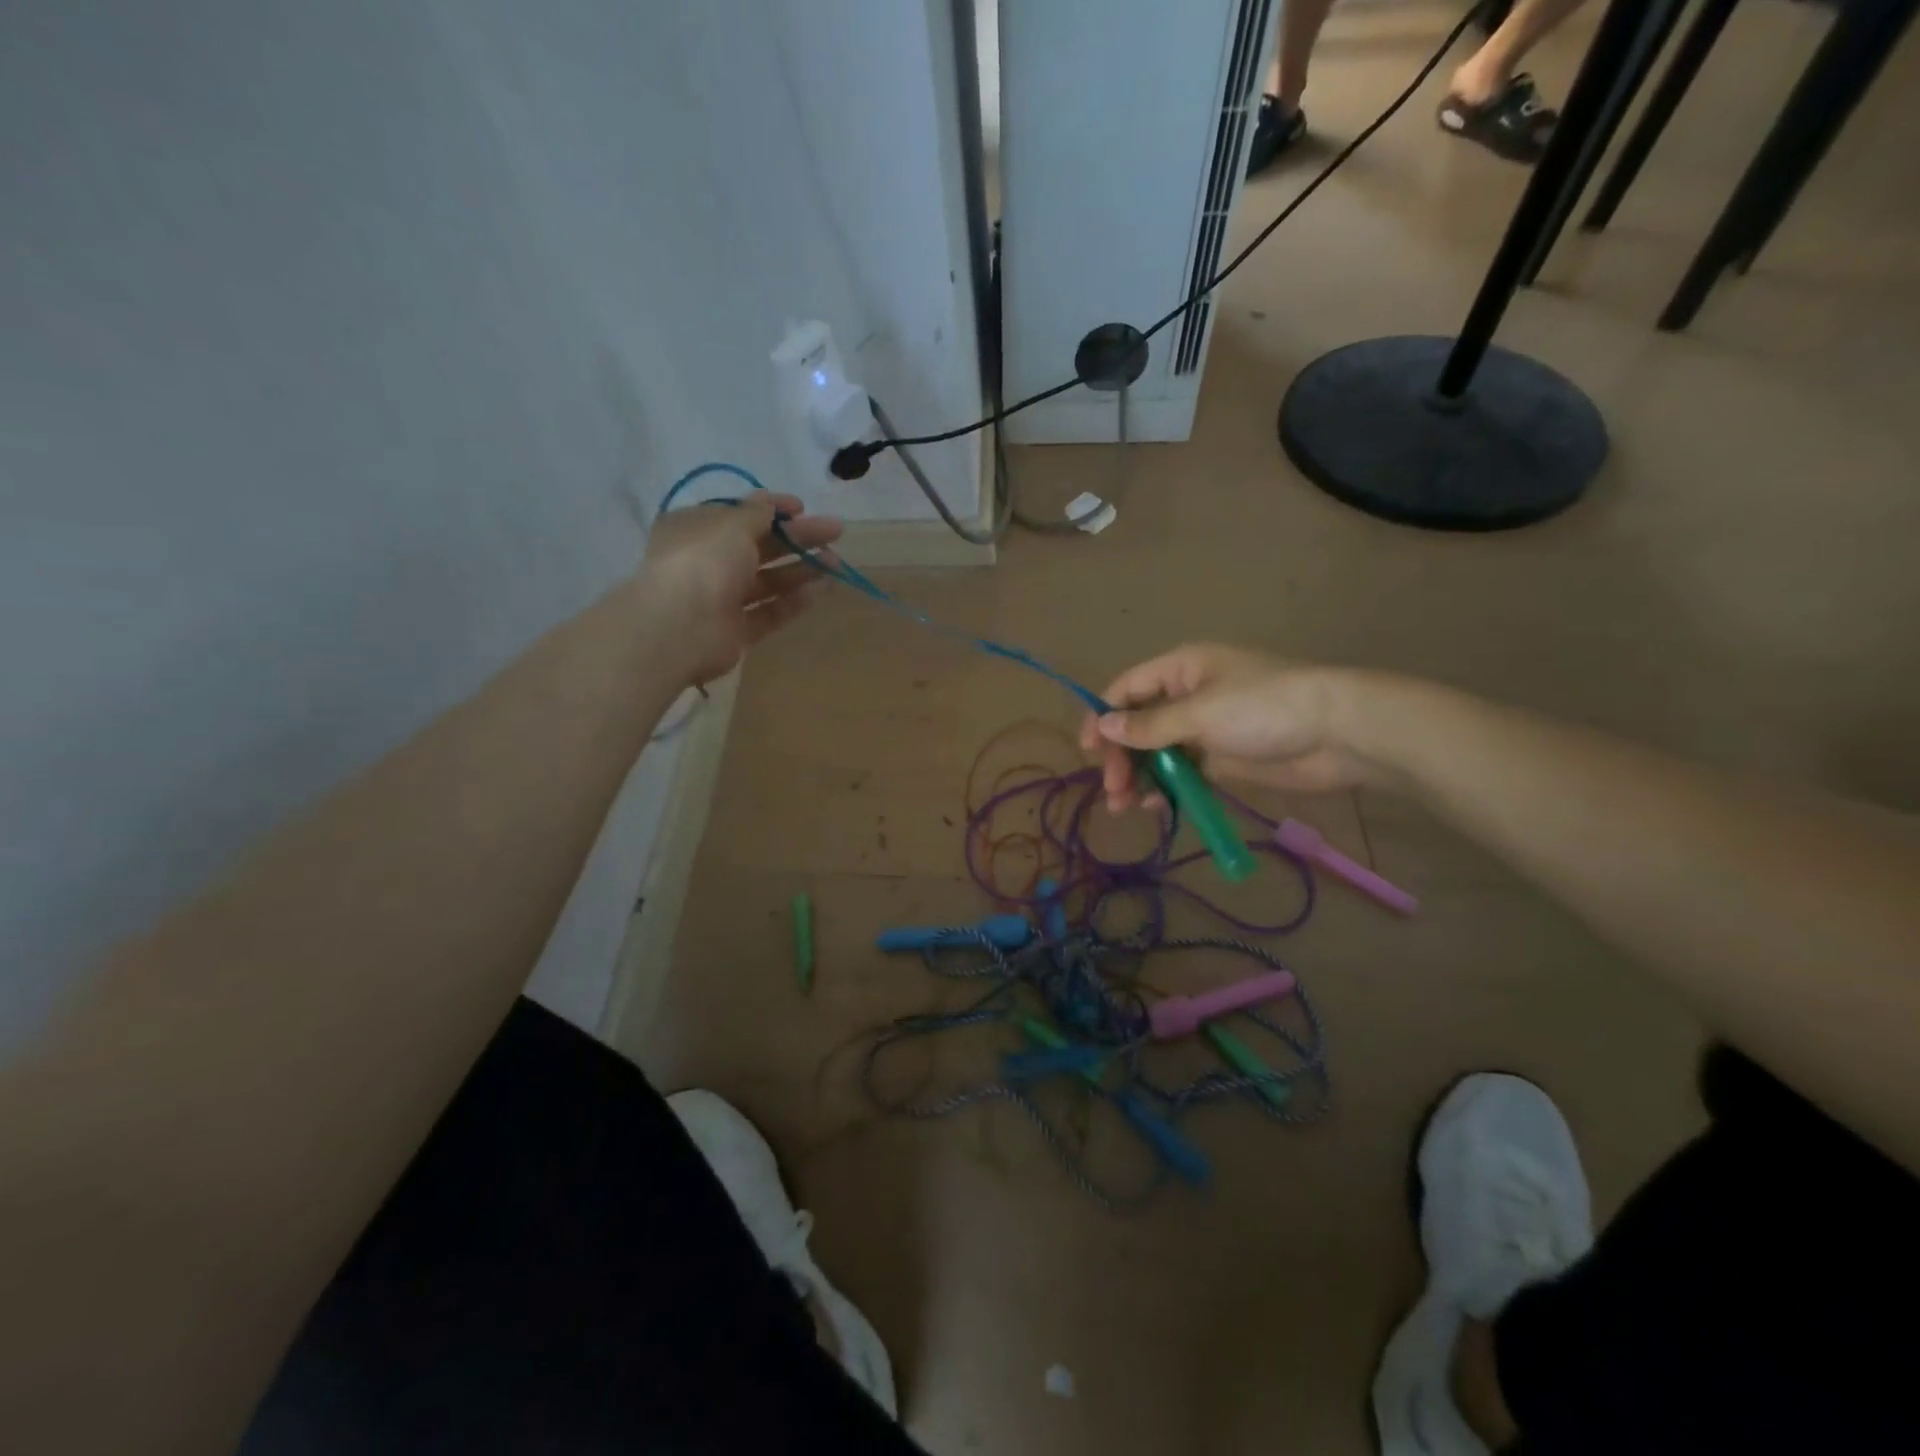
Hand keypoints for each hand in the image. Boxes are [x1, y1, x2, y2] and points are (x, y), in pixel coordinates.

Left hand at [639, 493, 841, 685]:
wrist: (680, 628)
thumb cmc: (703, 562)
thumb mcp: (732, 524)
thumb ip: (757, 513)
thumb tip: (771, 504)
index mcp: (698, 529)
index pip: (739, 515)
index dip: (772, 509)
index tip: (803, 508)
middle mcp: (709, 561)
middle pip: (761, 546)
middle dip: (798, 538)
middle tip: (835, 532)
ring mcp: (722, 598)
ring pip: (769, 580)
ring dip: (802, 569)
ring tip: (836, 564)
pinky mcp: (737, 630)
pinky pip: (770, 611)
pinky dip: (794, 601)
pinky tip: (822, 590)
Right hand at [1077, 643, 1381, 812]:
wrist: (1338, 734)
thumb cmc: (1264, 708)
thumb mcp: (1200, 713)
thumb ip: (1149, 725)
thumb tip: (1103, 725)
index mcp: (1181, 669)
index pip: (1126, 689)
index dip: (1102, 717)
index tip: (1088, 752)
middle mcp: (1187, 694)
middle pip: (1138, 724)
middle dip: (1121, 756)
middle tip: (1113, 790)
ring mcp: (1205, 728)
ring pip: (1158, 752)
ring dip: (1139, 776)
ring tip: (1126, 806)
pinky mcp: (1222, 757)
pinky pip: (1183, 771)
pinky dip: (1167, 786)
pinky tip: (1156, 805)